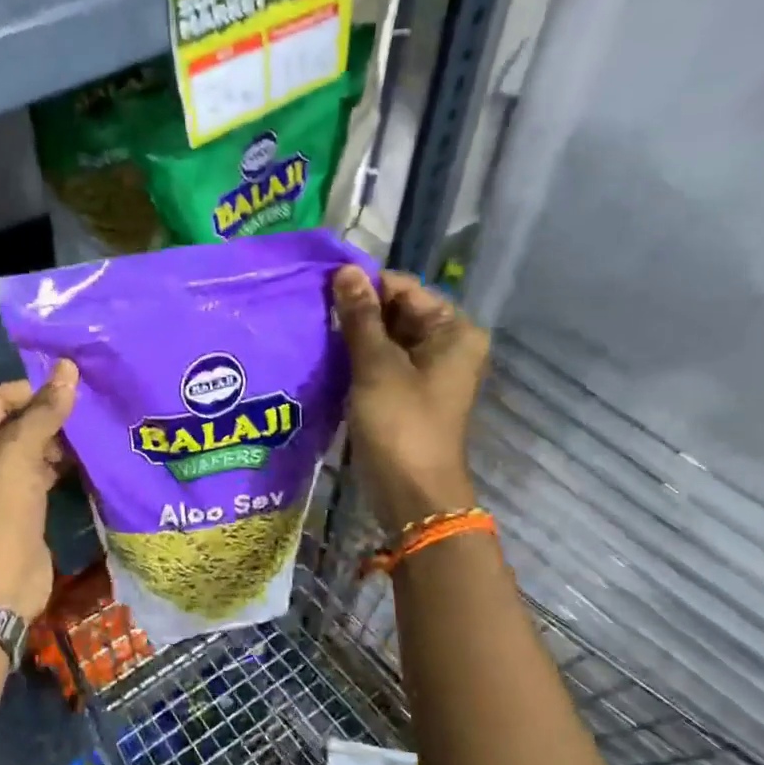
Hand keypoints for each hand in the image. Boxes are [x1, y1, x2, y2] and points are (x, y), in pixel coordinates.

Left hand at [0, 361, 78, 618]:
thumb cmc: (0, 515)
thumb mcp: (18, 457)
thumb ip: (44, 412)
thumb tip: (68, 368)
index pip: (0, 399)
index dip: (34, 391)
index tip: (74, 389)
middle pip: (17, 421)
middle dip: (50, 414)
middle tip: (90, 407)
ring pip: (33, 446)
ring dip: (60, 439)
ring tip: (95, 428)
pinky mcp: (22, 503)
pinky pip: (43, 470)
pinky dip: (62, 462)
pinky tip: (90, 455)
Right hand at [333, 266, 490, 531]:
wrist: (412, 493)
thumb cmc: (400, 424)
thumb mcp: (376, 366)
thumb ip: (360, 317)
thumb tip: (345, 270)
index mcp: (453, 330)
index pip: (404, 288)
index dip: (364, 285)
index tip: (319, 286)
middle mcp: (446, 344)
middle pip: (396, 311)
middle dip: (356, 311)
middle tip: (310, 309)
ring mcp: (427, 370)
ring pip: (385, 338)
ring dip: (352, 335)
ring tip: (312, 329)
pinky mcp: (407, 392)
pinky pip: (381, 362)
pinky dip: (356, 358)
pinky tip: (325, 356)